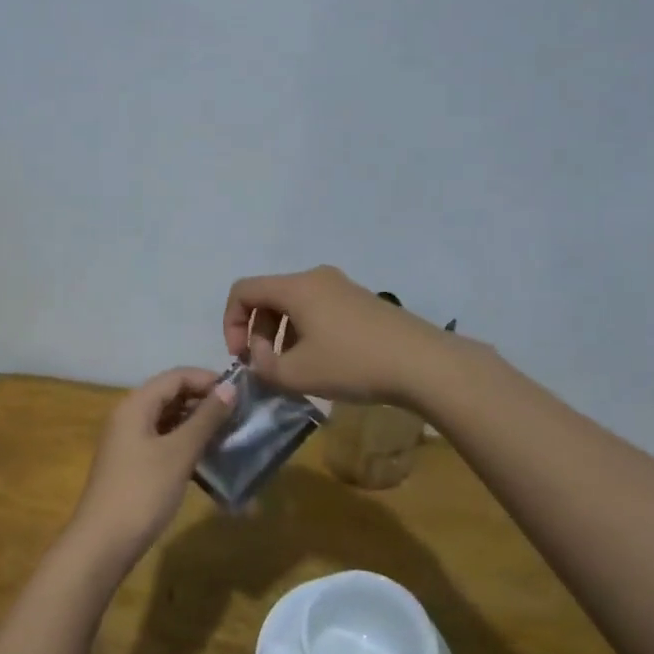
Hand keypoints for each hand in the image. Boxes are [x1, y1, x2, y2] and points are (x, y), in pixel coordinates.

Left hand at [67, 367, 234, 571]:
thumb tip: (230, 387)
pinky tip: (208, 459)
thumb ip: (206, 418)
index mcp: (136, 405)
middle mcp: (130, 416)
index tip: (241, 394)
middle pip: (172, 395)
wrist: (103, 545)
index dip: (208, 379)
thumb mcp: (179, 453)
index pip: (177, 376)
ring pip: (169, 420)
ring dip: (198, 425)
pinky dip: (186, 445)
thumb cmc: (142, 492)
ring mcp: (129, 442)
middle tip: (239, 416)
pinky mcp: (133, 465)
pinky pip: (164, 442)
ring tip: (230, 436)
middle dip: (205, 402)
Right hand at [223, 265, 449, 405]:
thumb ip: (264, 366)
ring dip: (283, 335)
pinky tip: (323, 364)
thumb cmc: (352, 364)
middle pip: (269, 297)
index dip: (231, 323)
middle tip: (268, 367)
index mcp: (296, 287)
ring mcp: (342, 287)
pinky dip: (307, 333)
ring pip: (295, 305)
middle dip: (259, 332)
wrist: (422, 363)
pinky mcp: (361, 302)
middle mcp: (316, 278)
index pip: (243, 290)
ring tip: (295, 370)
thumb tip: (262, 357)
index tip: (243, 357)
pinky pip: (319, 310)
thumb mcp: (297, 374)